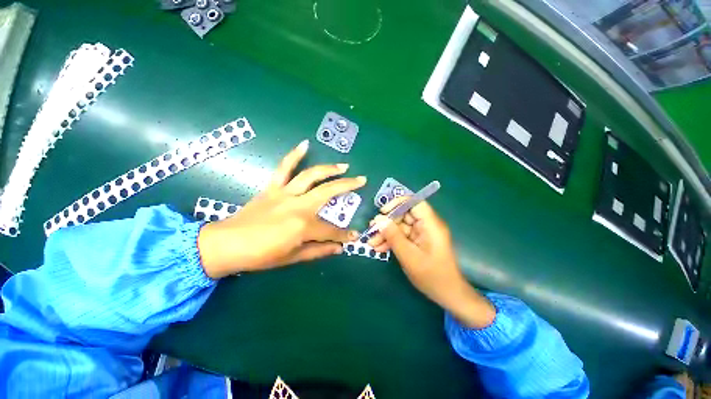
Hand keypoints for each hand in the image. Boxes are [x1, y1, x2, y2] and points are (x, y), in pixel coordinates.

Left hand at [198, 140, 365, 278]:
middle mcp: (297, 205)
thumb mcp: (292, 258)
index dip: (343, 235)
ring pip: (310, 176)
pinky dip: (293, 155)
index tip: (354, 236)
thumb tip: (339, 248)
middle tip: (362, 180)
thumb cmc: (260, 256)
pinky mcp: (272, 188)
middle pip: (328, 192)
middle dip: (347, 186)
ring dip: (329, 169)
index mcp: (302, 226)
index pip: (330, 230)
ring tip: (343, 166)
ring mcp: (284, 193)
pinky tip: (304, 145)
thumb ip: (318, 251)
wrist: (226, 244)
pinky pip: (283, 168)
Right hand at [367, 199, 495, 328]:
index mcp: (431, 224)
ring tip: (371, 243)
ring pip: (400, 226)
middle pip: (404, 215)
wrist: (447, 294)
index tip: (383, 212)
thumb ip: (393, 236)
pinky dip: (391, 241)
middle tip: (371, 232)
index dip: (398, 203)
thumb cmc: (432, 276)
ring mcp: (422, 233)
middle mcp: (427, 225)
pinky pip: (402, 236)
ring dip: (386, 234)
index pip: (415, 202)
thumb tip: (378, 219)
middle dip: (387, 223)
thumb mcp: (409, 256)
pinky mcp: (418, 241)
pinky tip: (380, 248)